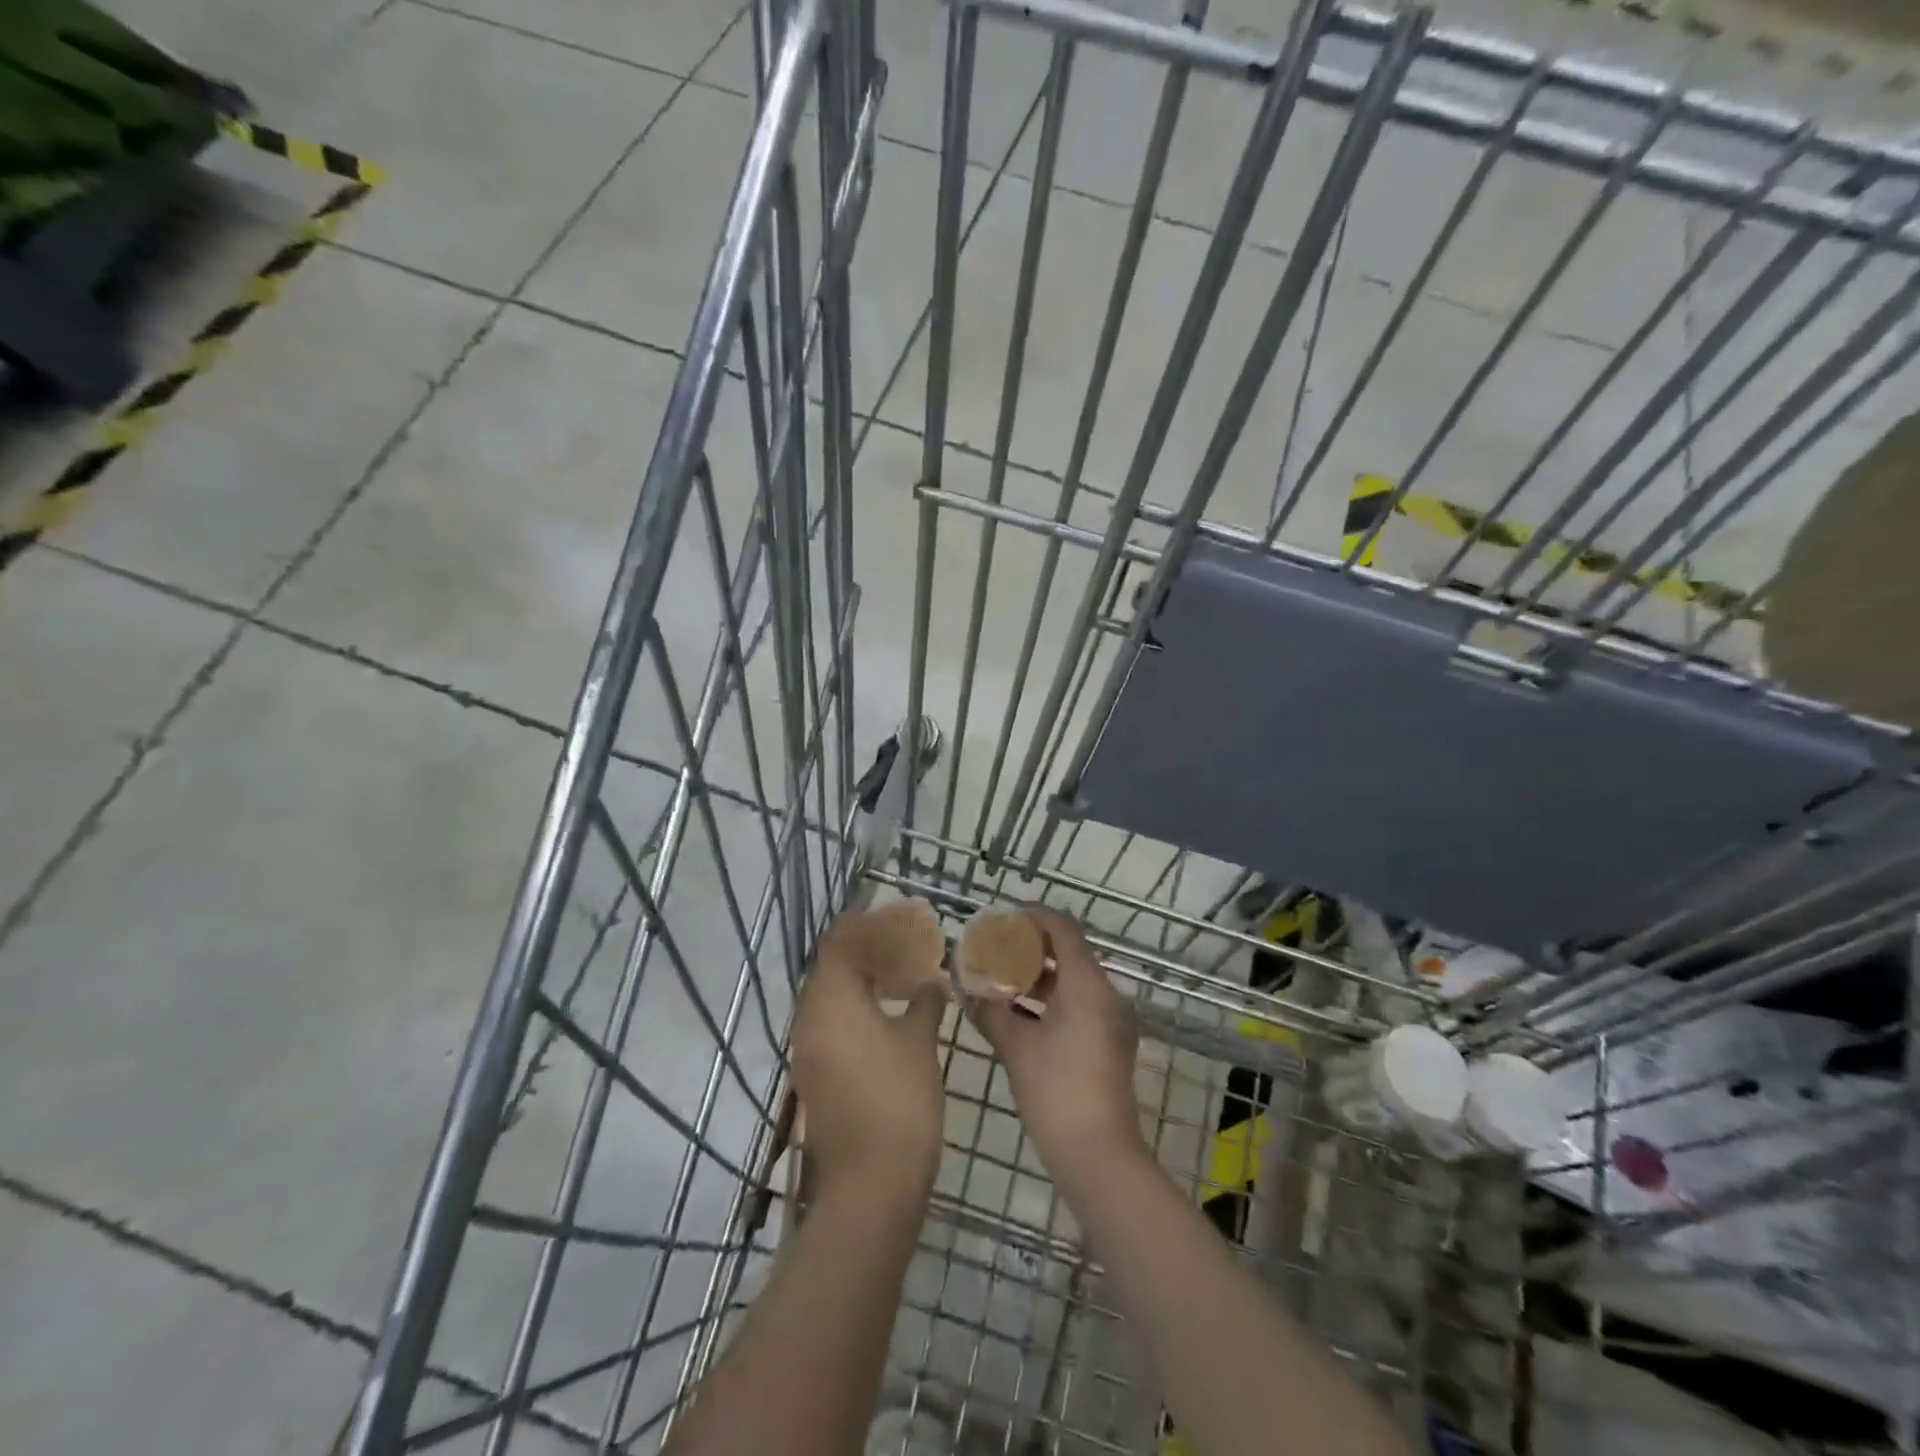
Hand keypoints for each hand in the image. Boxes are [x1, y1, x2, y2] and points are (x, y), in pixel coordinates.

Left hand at [792, 911, 947, 1207]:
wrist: (870, 1183)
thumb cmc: (899, 1099)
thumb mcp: (919, 1042)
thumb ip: (924, 1002)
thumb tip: (933, 982)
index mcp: (832, 1001)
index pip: (838, 944)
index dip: (861, 925)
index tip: (887, 915)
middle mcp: (810, 1019)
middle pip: (829, 968)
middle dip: (861, 951)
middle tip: (899, 943)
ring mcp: (808, 1050)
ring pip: (828, 997)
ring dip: (857, 980)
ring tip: (895, 974)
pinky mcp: (814, 1075)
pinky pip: (829, 1023)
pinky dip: (852, 1008)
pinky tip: (884, 1014)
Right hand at [966, 910, 1146, 1191]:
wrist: (1099, 1156)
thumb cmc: (1056, 1091)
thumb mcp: (1016, 1046)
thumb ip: (989, 1011)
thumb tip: (965, 990)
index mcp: (1088, 984)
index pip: (1062, 928)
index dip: (1030, 919)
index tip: (999, 923)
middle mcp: (1106, 994)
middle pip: (1068, 952)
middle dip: (1029, 948)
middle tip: (993, 950)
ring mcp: (1110, 1020)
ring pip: (1072, 981)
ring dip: (1037, 976)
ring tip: (998, 979)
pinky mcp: (1107, 1043)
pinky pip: (1077, 1004)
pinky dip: (1049, 1000)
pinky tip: (1016, 1013)